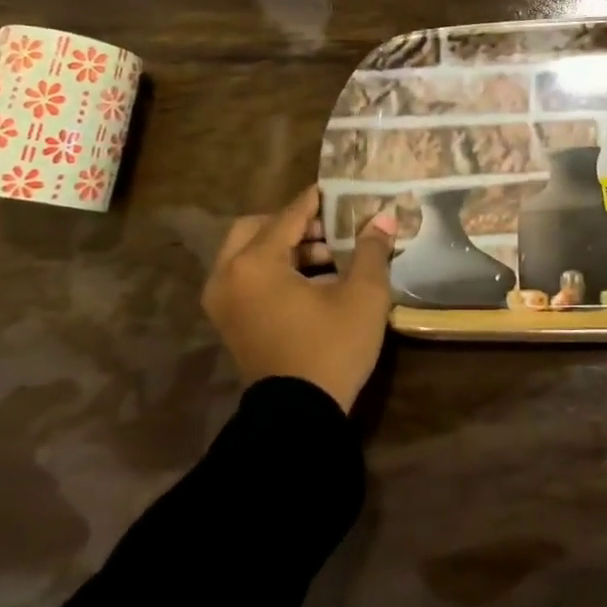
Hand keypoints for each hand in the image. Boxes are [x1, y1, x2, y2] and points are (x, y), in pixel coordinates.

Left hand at [202, 185, 396, 411]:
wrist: (299, 417)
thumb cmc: (331, 347)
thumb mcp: (362, 295)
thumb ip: (371, 250)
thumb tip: (383, 218)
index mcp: (254, 263)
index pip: (288, 216)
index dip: (315, 201)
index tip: (337, 190)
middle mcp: (228, 276)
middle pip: (256, 229)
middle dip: (293, 224)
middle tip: (330, 228)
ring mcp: (223, 302)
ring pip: (249, 255)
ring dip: (286, 248)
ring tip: (331, 256)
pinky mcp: (230, 323)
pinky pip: (247, 279)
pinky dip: (274, 271)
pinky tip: (314, 280)